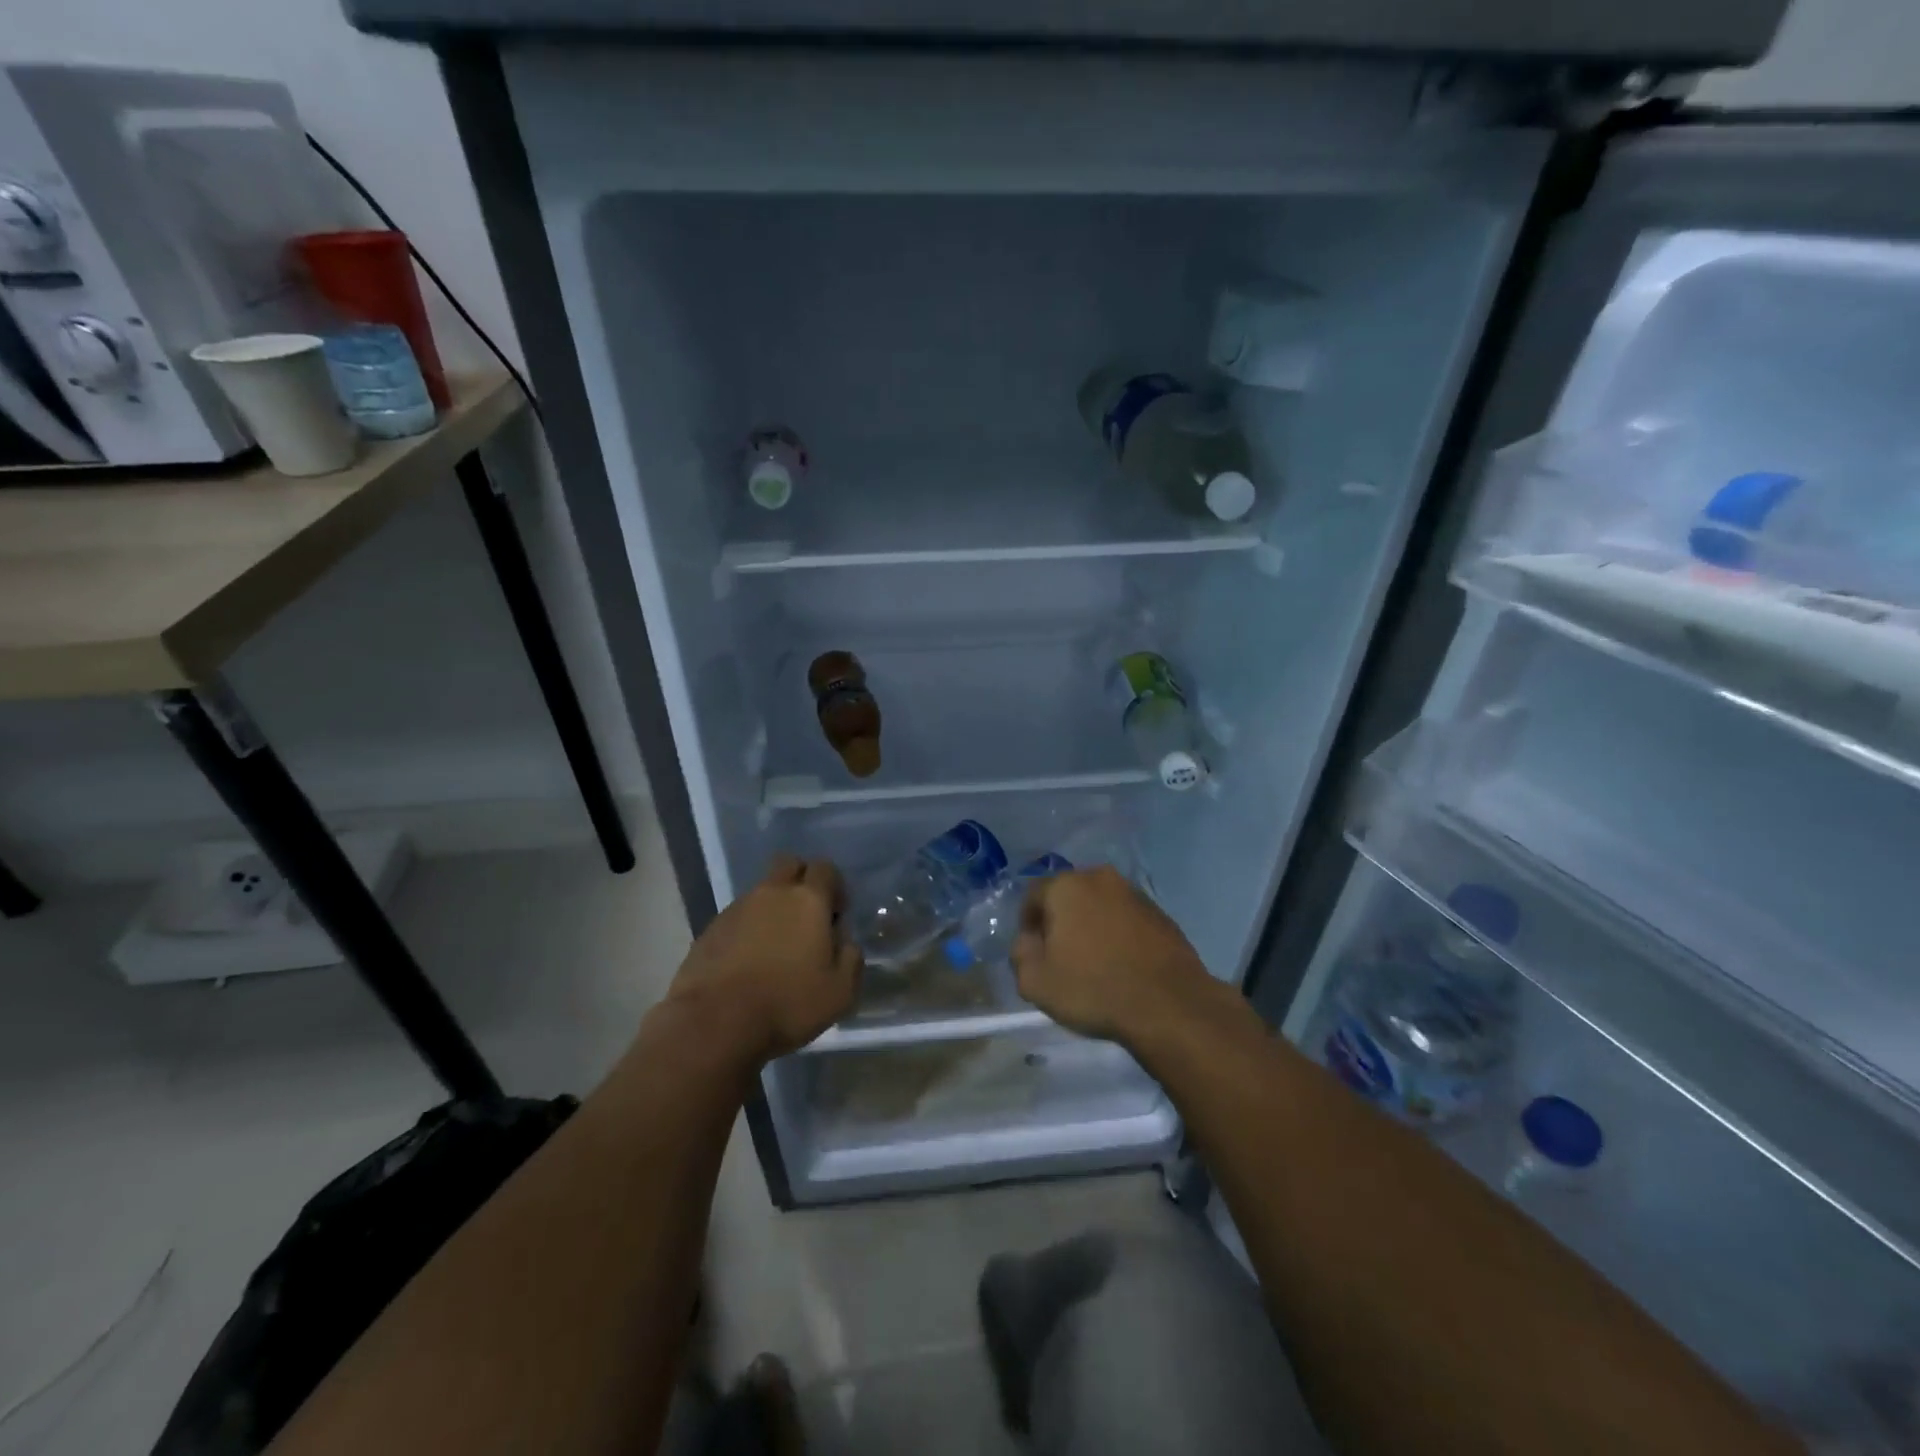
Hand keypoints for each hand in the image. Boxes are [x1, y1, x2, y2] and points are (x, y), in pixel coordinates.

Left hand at [664, 855, 861, 1063]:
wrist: (715, 1022)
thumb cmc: (787, 1003)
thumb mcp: (840, 991)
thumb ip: (850, 958)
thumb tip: (845, 941)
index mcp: (808, 900)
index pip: (825, 868)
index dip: (834, 886)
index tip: (835, 915)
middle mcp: (772, 893)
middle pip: (789, 865)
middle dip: (801, 881)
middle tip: (806, 917)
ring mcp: (737, 908)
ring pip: (761, 892)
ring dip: (772, 908)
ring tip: (775, 947)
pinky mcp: (710, 929)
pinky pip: (737, 917)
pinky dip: (747, 929)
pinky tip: (748, 962)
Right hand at [1012, 867, 1216, 1048]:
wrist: (1169, 1004)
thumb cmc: (1094, 988)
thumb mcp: (1035, 983)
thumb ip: (1020, 954)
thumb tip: (1028, 941)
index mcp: (1066, 886)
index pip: (1033, 895)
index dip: (1028, 923)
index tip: (1034, 952)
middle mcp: (1100, 878)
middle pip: (1068, 895)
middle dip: (1061, 921)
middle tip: (1061, 956)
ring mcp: (1134, 893)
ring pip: (1099, 905)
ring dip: (1092, 925)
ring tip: (1094, 962)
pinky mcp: (1160, 913)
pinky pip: (1126, 918)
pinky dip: (1118, 934)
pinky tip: (1122, 964)